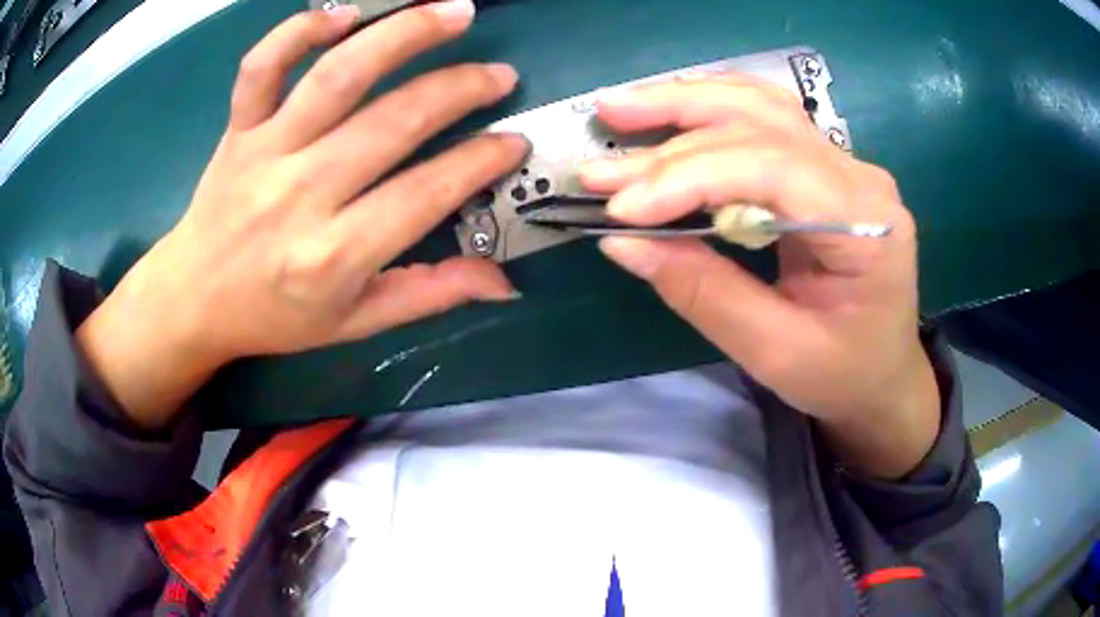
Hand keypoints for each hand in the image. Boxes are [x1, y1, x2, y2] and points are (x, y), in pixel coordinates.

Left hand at [77, 1, 525, 427]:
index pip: (426, 193)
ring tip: (454, 11)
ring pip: (338, 76)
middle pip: (392, 121)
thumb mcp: (353, 323)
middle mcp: (301, 194)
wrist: (194, 299)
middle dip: (459, 89)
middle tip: (499, 74)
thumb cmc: (274, 315)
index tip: (514, 142)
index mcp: (333, 255)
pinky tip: (345, 14)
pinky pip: (263, 66)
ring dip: (403, 35)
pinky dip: (300, 30)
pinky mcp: (238, 128)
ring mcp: (264, 152)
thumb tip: (503, 283)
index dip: (480, 161)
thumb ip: (428, 295)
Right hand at [581, 76, 939, 477]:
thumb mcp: (774, 351)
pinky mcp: (825, 167)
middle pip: (761, 124)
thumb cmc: (841, 374)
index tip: (621, 208)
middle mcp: (860, 177)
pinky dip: (711, 109)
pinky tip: (671, 106)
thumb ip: (703, 292)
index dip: (690, 178)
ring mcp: (845, 164)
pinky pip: (766, 120)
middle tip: (601, 154)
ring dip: (686, 103)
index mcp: (866, 225)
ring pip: (761, 106)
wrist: (882, 374)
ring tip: (621, 109)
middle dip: (673, 137)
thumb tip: (622, 242)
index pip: (771, 168)